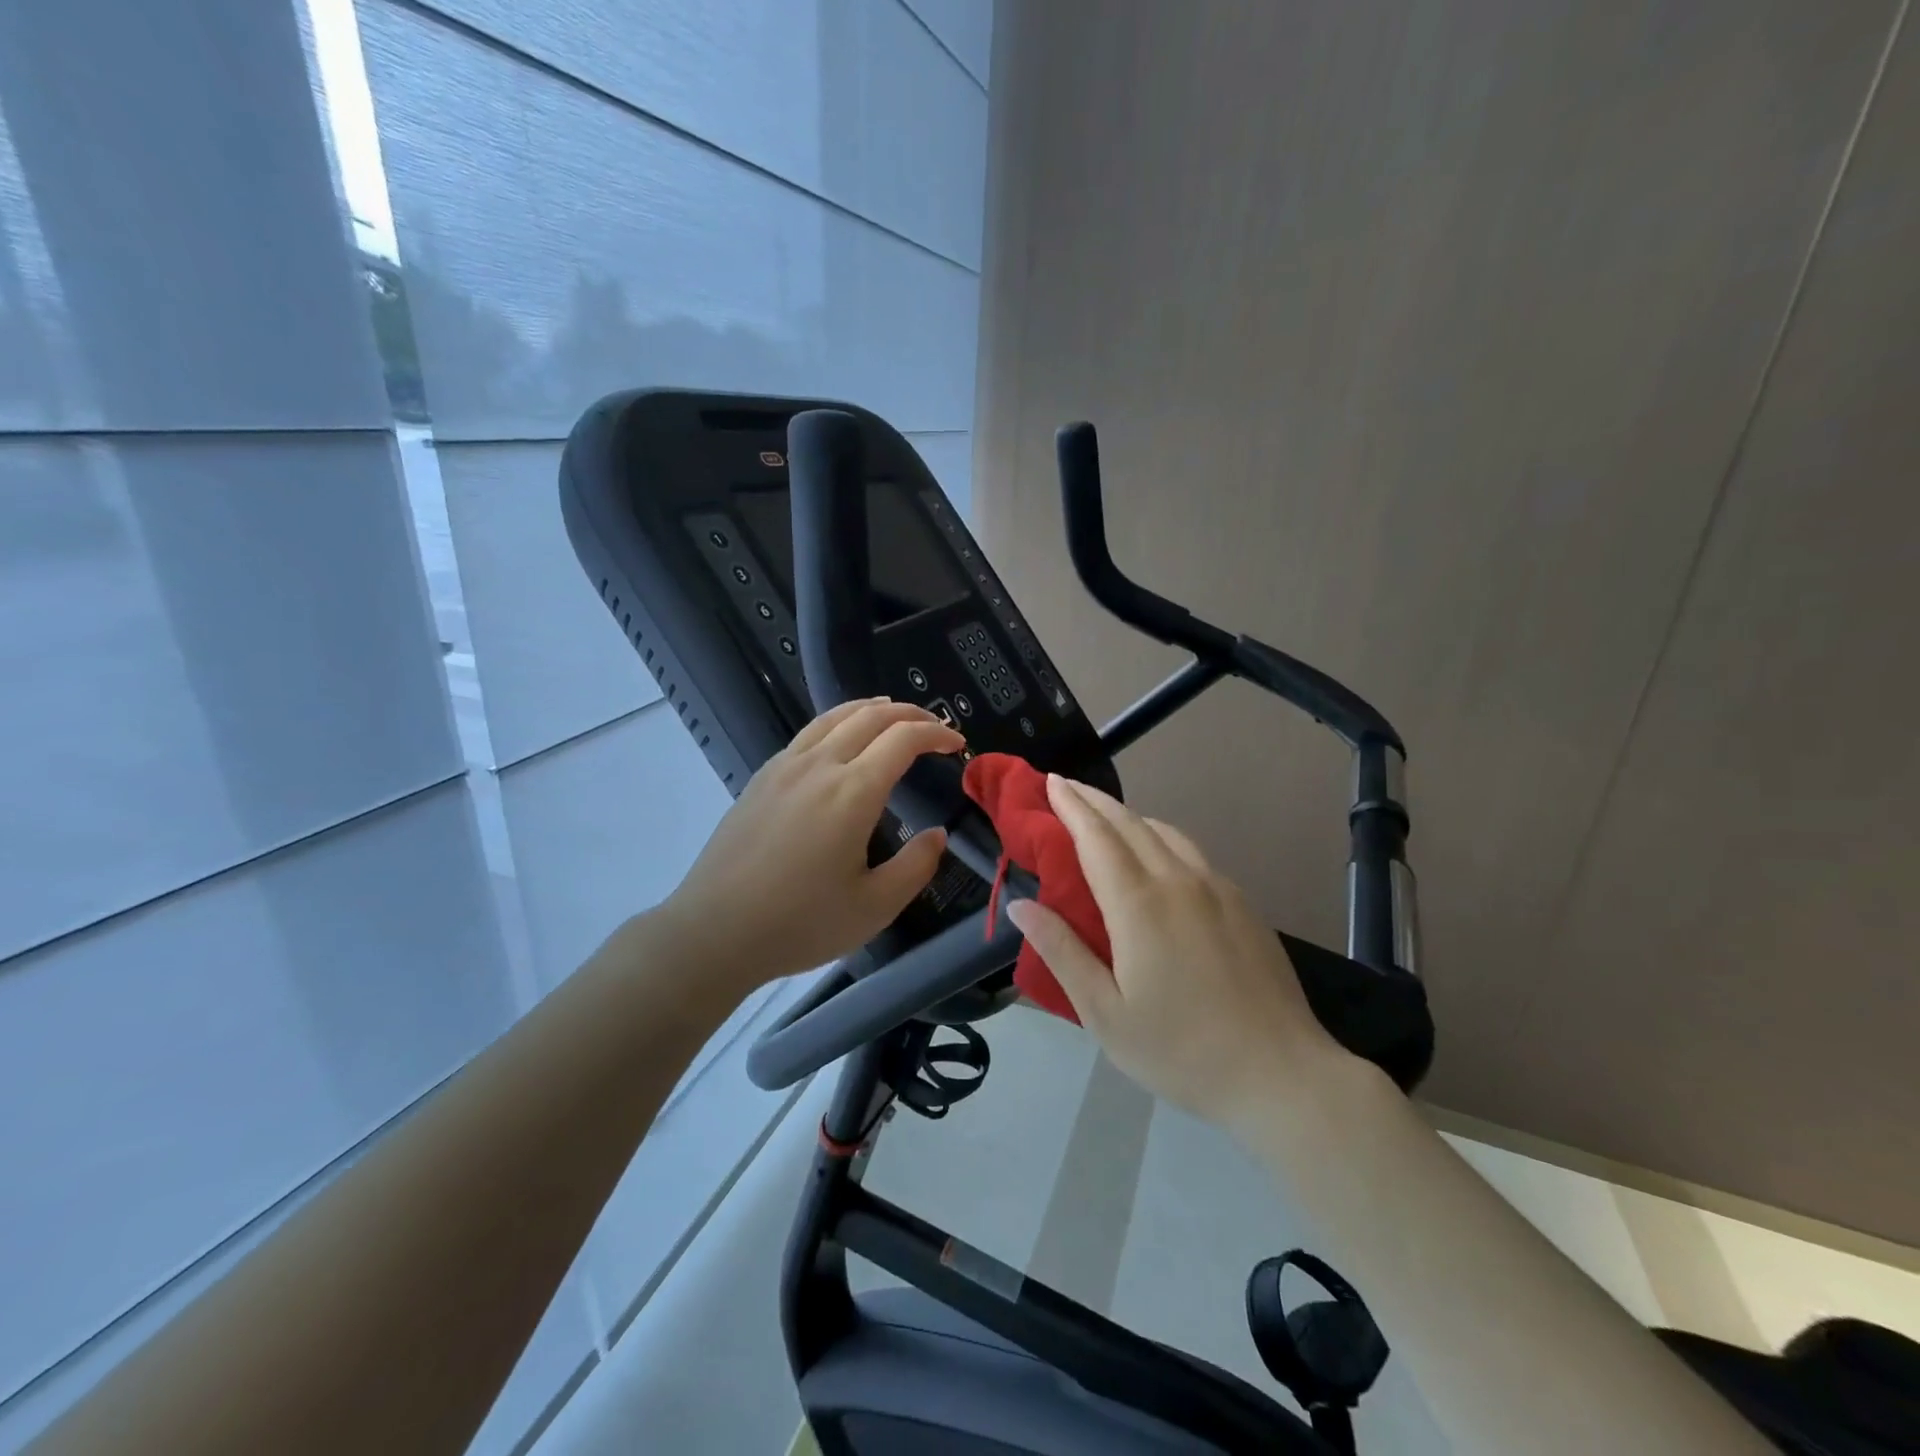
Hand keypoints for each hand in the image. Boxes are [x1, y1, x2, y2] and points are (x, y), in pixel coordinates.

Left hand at [652, 698, 964, 999]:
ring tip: (893, 716)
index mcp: (853, 792)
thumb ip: (916, 866)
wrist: (714, 931)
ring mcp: (785, 767)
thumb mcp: (874, 907)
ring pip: (835, 716)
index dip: (936, 733)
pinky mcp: (762, 777)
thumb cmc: (800, 923)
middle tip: (934, 726)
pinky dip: (839, 722)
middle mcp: (820, 765)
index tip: (956, 743)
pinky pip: (809, 732)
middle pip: (871, 716)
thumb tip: (937, 834)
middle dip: (910, 713)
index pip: (903, 739)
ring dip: (872, 709)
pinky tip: (841, 742)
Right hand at [1006, 775, 1351, 1127]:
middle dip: (1094, 800)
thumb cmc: (1181, 1050)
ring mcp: (1217, 889)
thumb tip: (1021, 905)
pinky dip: (1160, 837)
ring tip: (1105, 817)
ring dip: (1129, 815)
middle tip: (1066, 786)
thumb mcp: (1105, 1013)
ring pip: (1165, 832)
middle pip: (1130, 823)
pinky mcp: (1243, 904)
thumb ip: (1062, 952)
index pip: (1095, 837)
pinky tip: (1157, 856)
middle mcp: (1178, 882)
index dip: (1071, 806)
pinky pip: (1191, 853)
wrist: (1281, 1074)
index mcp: (1139, 905)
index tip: (1051, 782)